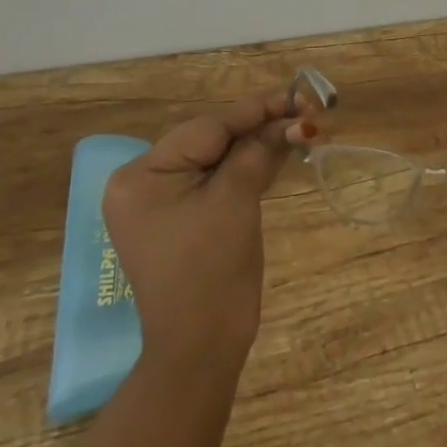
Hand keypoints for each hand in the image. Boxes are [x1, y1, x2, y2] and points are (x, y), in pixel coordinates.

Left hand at [101, 89, 297, 378]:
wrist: (201, 350)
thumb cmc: (212, 272)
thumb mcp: (236, 201)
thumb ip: (259, 151)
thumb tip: (294, 120)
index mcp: (142, 175)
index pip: (208, 128)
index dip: (256, 110)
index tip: (297, 96)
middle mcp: (141, 182)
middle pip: (211, 140)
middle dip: (259, 127)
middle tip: (305, 114)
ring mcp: (158, 203)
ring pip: (216, 159)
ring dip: (256, 146)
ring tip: (299, 130)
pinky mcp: (178, 219)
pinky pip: (213, 181)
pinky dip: (244, 169)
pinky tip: (277, 153)